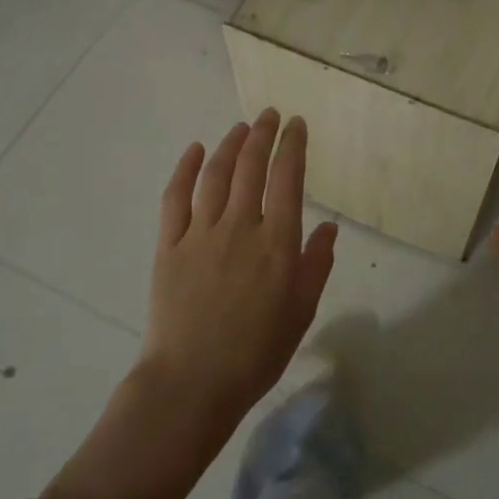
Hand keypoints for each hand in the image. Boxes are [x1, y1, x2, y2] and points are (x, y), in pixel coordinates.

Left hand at [140, 110, 338, 427]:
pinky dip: (185, 169)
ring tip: (240, 127)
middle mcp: (240, 226)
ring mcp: (200, 233)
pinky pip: (176, 197)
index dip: (293, 146)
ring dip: (229, 144)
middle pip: (251, 166)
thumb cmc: (256, 352)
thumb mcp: (302, 311)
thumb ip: (317, 264)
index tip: (297, 125)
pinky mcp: (169, 245)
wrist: (192, 383)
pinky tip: (194, 150)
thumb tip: (329, 225)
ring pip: (216, 175)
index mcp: (277, 242)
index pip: (288, 178)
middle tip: (269, 115)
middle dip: (263, 134)